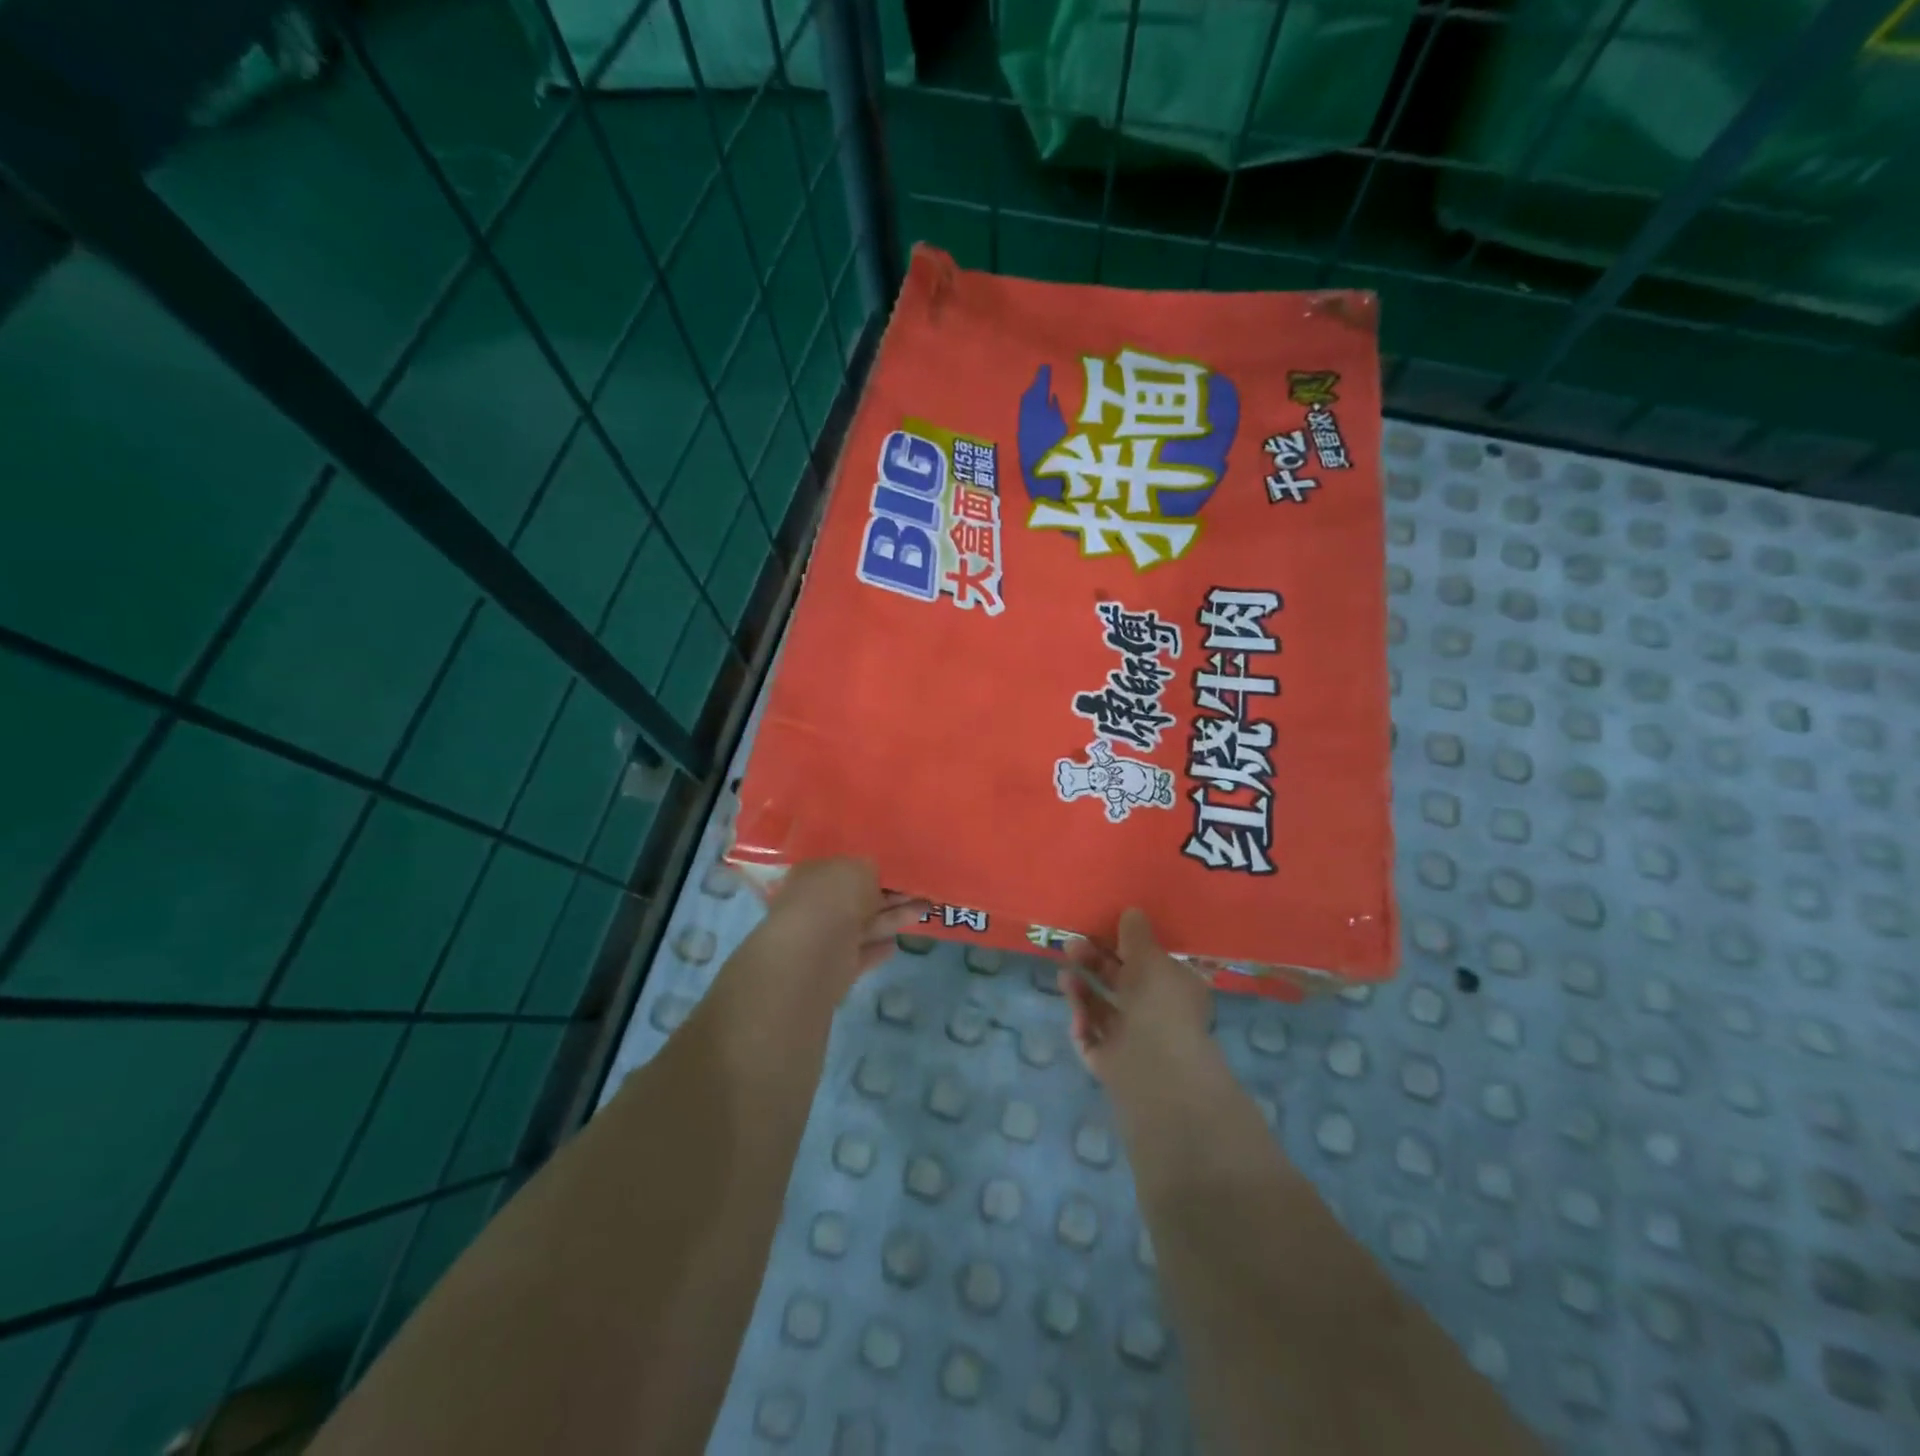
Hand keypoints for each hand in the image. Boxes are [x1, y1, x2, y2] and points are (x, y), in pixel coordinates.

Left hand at [751, 859, 927, 1000]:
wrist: (814, 955)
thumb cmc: (834, 898)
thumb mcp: (859, 867)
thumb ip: (869, 868)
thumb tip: (872, 874)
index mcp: (812, 873)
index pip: (843, 866)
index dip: (871, 866)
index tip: (899, 867)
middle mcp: (815, 904)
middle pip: (856, 897)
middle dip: (888, 894)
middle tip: (920, 889)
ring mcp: (823, 938)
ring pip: (864, 924)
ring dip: (893, 917)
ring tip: (925, 910)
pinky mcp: (835, 967)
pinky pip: (861, 953)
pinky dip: (878, 948)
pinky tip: (897, 943)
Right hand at [1064, 908, 1214, 1084]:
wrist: (1156, 1070)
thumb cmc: (1161, 1003)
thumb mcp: (1150, 957)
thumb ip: (1136, 934)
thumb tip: (1131, 912)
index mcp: (1175, 989)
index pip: (1148, 963)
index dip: (1123, 946)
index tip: (1099, 930)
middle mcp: (1156, 1014)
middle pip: (1119, 983)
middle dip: (1094, 962)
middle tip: (1070, 946)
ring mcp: (1132, 1041)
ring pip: (1101, 1009)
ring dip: (1082, 990)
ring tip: (1064, 975)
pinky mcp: (1111, 1063)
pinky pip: (1091, 1037)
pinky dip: (1082, 1022)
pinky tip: (1076, 1013)